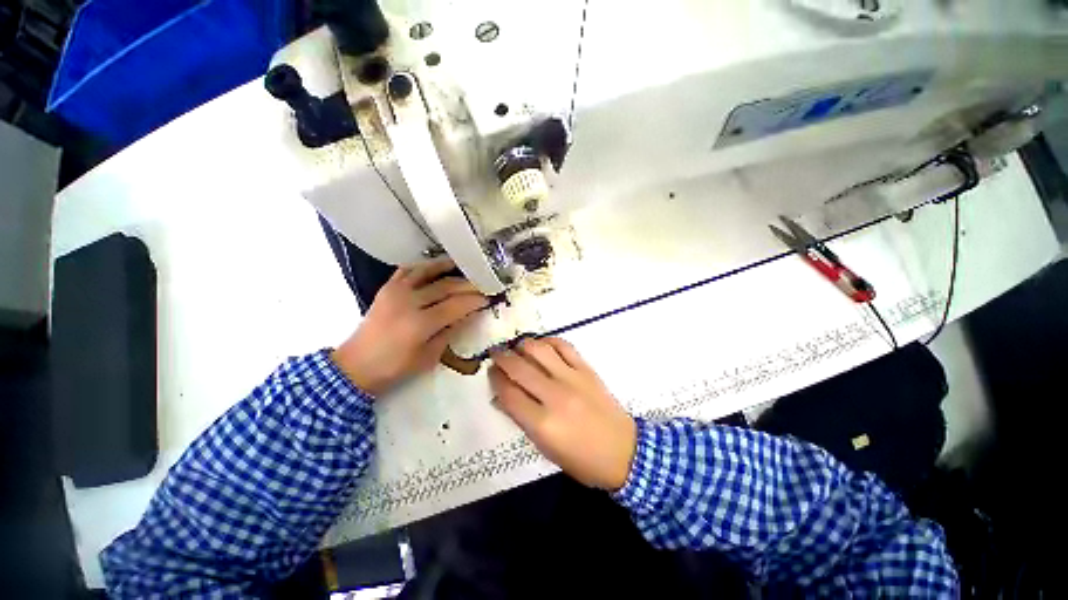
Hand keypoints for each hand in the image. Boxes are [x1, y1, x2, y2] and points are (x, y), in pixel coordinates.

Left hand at [332, 260, 487, 395]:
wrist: (358, 363)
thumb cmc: (394, 368)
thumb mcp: (427, 359)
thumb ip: (447, 335)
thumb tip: (465, 317)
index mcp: (420, 324)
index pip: (456, 305)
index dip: (475, 301)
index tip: (489, 299)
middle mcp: (409, 302)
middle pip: (445, 286)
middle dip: (467, 284)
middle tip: (483, 283)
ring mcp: (396, 291)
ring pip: (426, 271)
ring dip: (446, 266)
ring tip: (463, 264)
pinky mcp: (386, 288)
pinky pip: (407, 270)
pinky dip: (422, 266)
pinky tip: (433, 267)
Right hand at [489, 338, 636, 490]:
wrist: (625, 453)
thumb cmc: (583, 462)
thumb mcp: (546, 450)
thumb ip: (524, 422)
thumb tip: (505, 399)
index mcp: (541, 424)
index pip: (508, 393)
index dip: (495, 380)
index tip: (490, 373)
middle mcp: (554, 397)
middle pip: (519, 368)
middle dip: (502, 359)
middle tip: (495, 355)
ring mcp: (573, 381)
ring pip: (539, 351)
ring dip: (522, 346)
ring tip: (516, 348)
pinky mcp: (589, 372)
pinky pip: (565, 347)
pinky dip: (549, 342)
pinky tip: (541, 346)